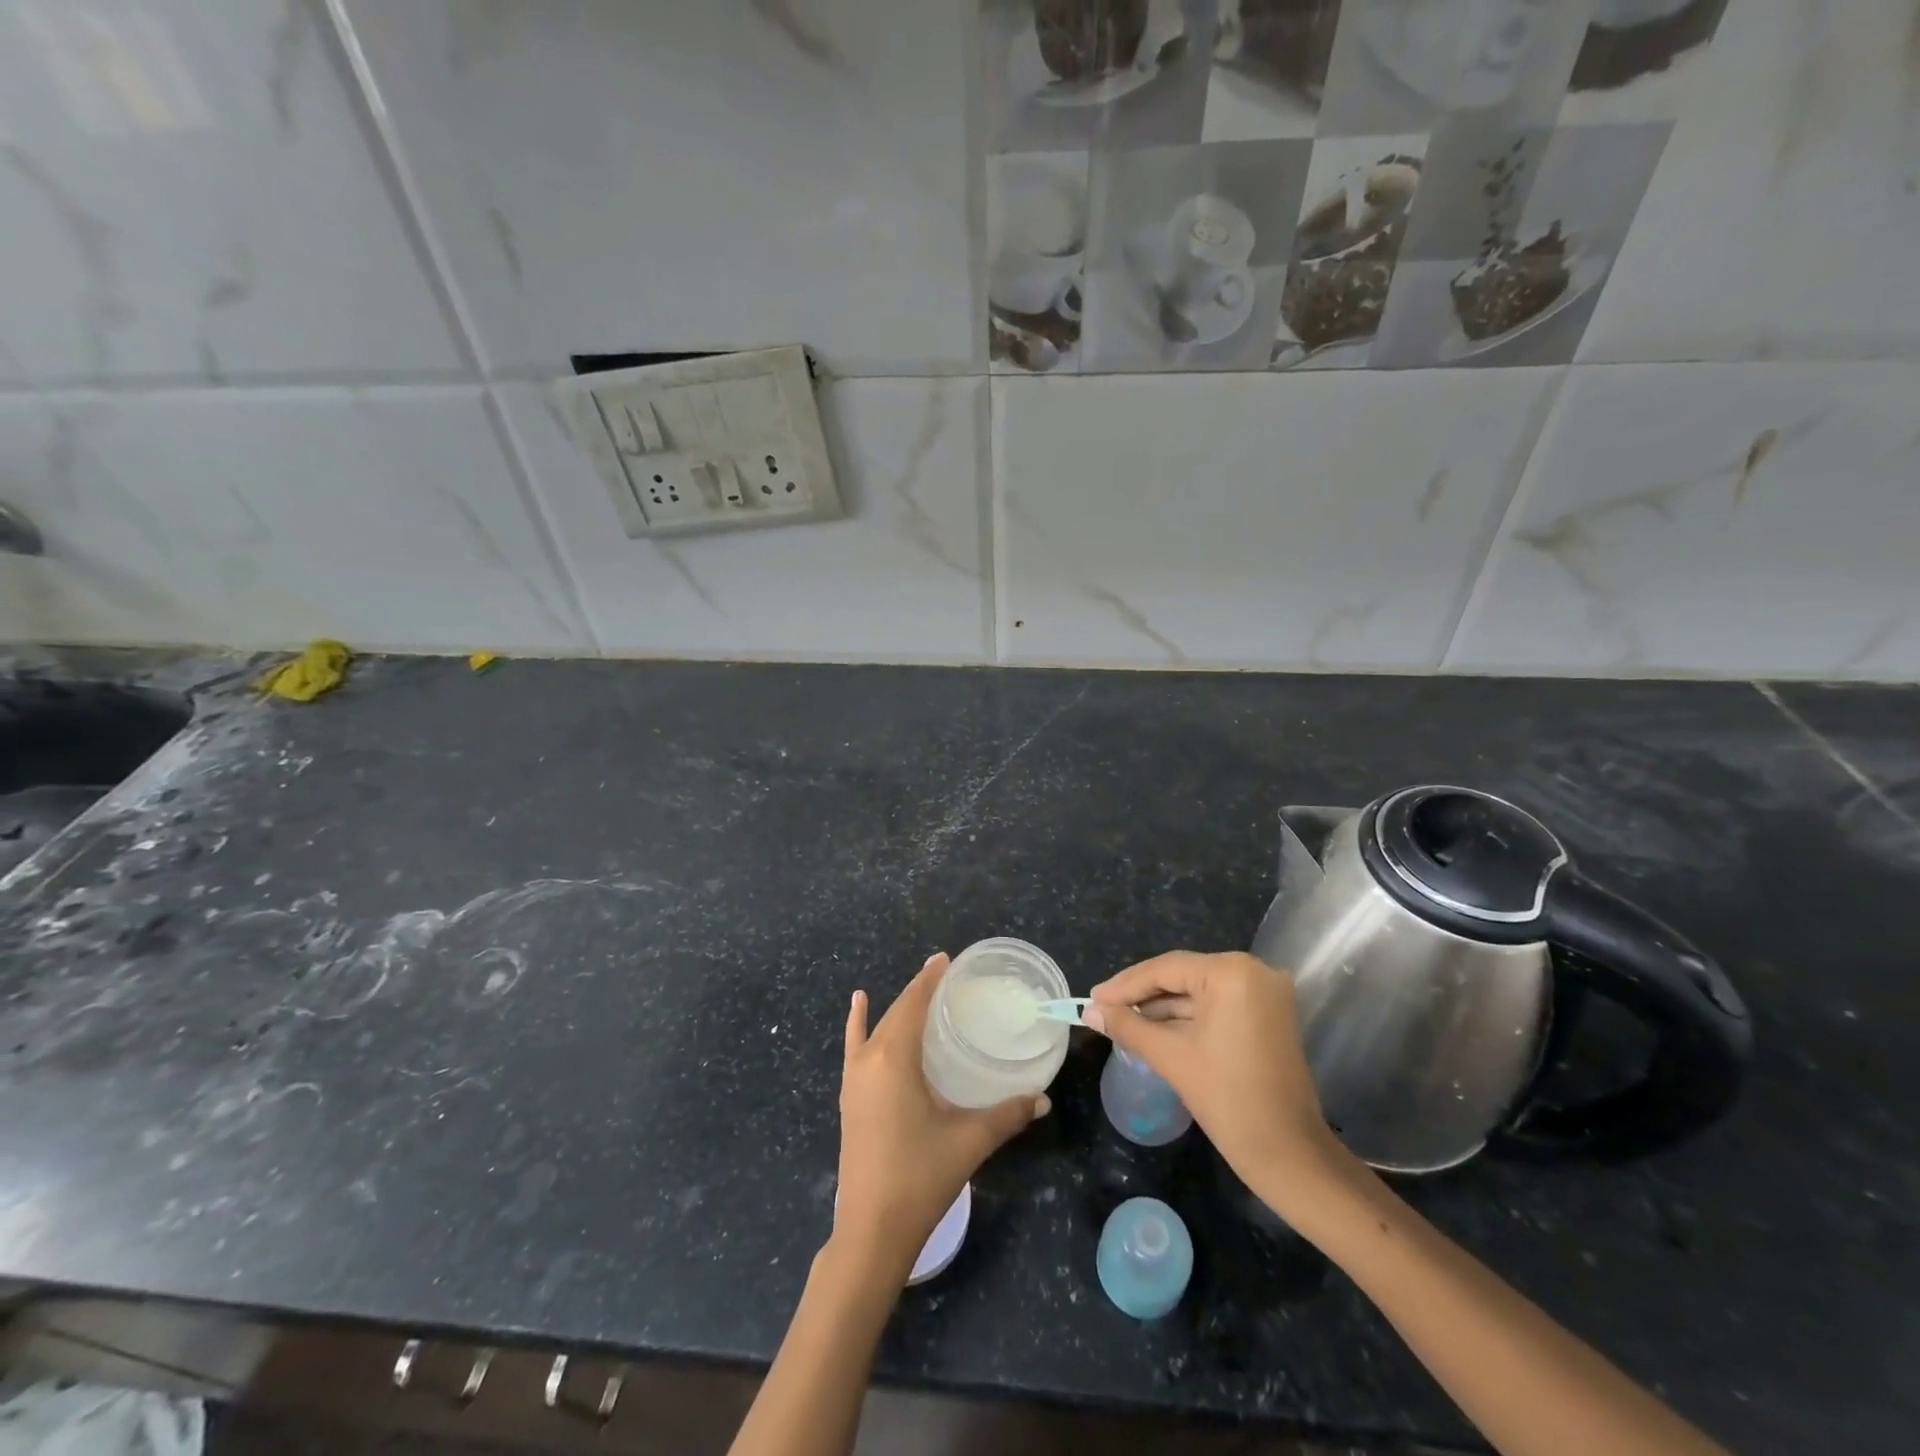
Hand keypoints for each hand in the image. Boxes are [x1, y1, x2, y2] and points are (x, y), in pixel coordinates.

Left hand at [834, 954, 1048, 1273]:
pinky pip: (854, 1047)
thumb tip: (1042, 1098)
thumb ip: (1007, 1115)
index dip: (929, 979)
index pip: (912, 1004)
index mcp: (894, 1059)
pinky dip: (857, 1024)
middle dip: (919, 991)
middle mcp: (869, 1060)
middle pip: (895, 1012)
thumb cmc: (920, 1177)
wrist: (871, 1230)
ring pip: (876, 1028)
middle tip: (946, 977)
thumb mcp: (969, 1141)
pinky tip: (858, 1006)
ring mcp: (853, 1079)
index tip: (946, 958)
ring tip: (920, 992)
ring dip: (897, 1008)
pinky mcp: (849, 1098)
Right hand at [1085, 951, 1346, 1218]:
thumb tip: (1089, 1012)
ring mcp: (1265, 993)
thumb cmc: (1229, 1100)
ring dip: (1161, 1006)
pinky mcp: (1268, 1015)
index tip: (1092, 998)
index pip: (1167, 968)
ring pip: (1198, 991)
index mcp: (1233, 973)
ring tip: (1120, 1019)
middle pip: (1183, 975)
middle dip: (1142, 994)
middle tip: (1102, 1008)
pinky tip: (1153, 1027)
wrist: (1290, 1156)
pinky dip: (1186, 1017)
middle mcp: (1254, 971)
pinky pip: (1217, 1006)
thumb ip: (1127, 1026)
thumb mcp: (1170, 1057)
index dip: (1125, 984)